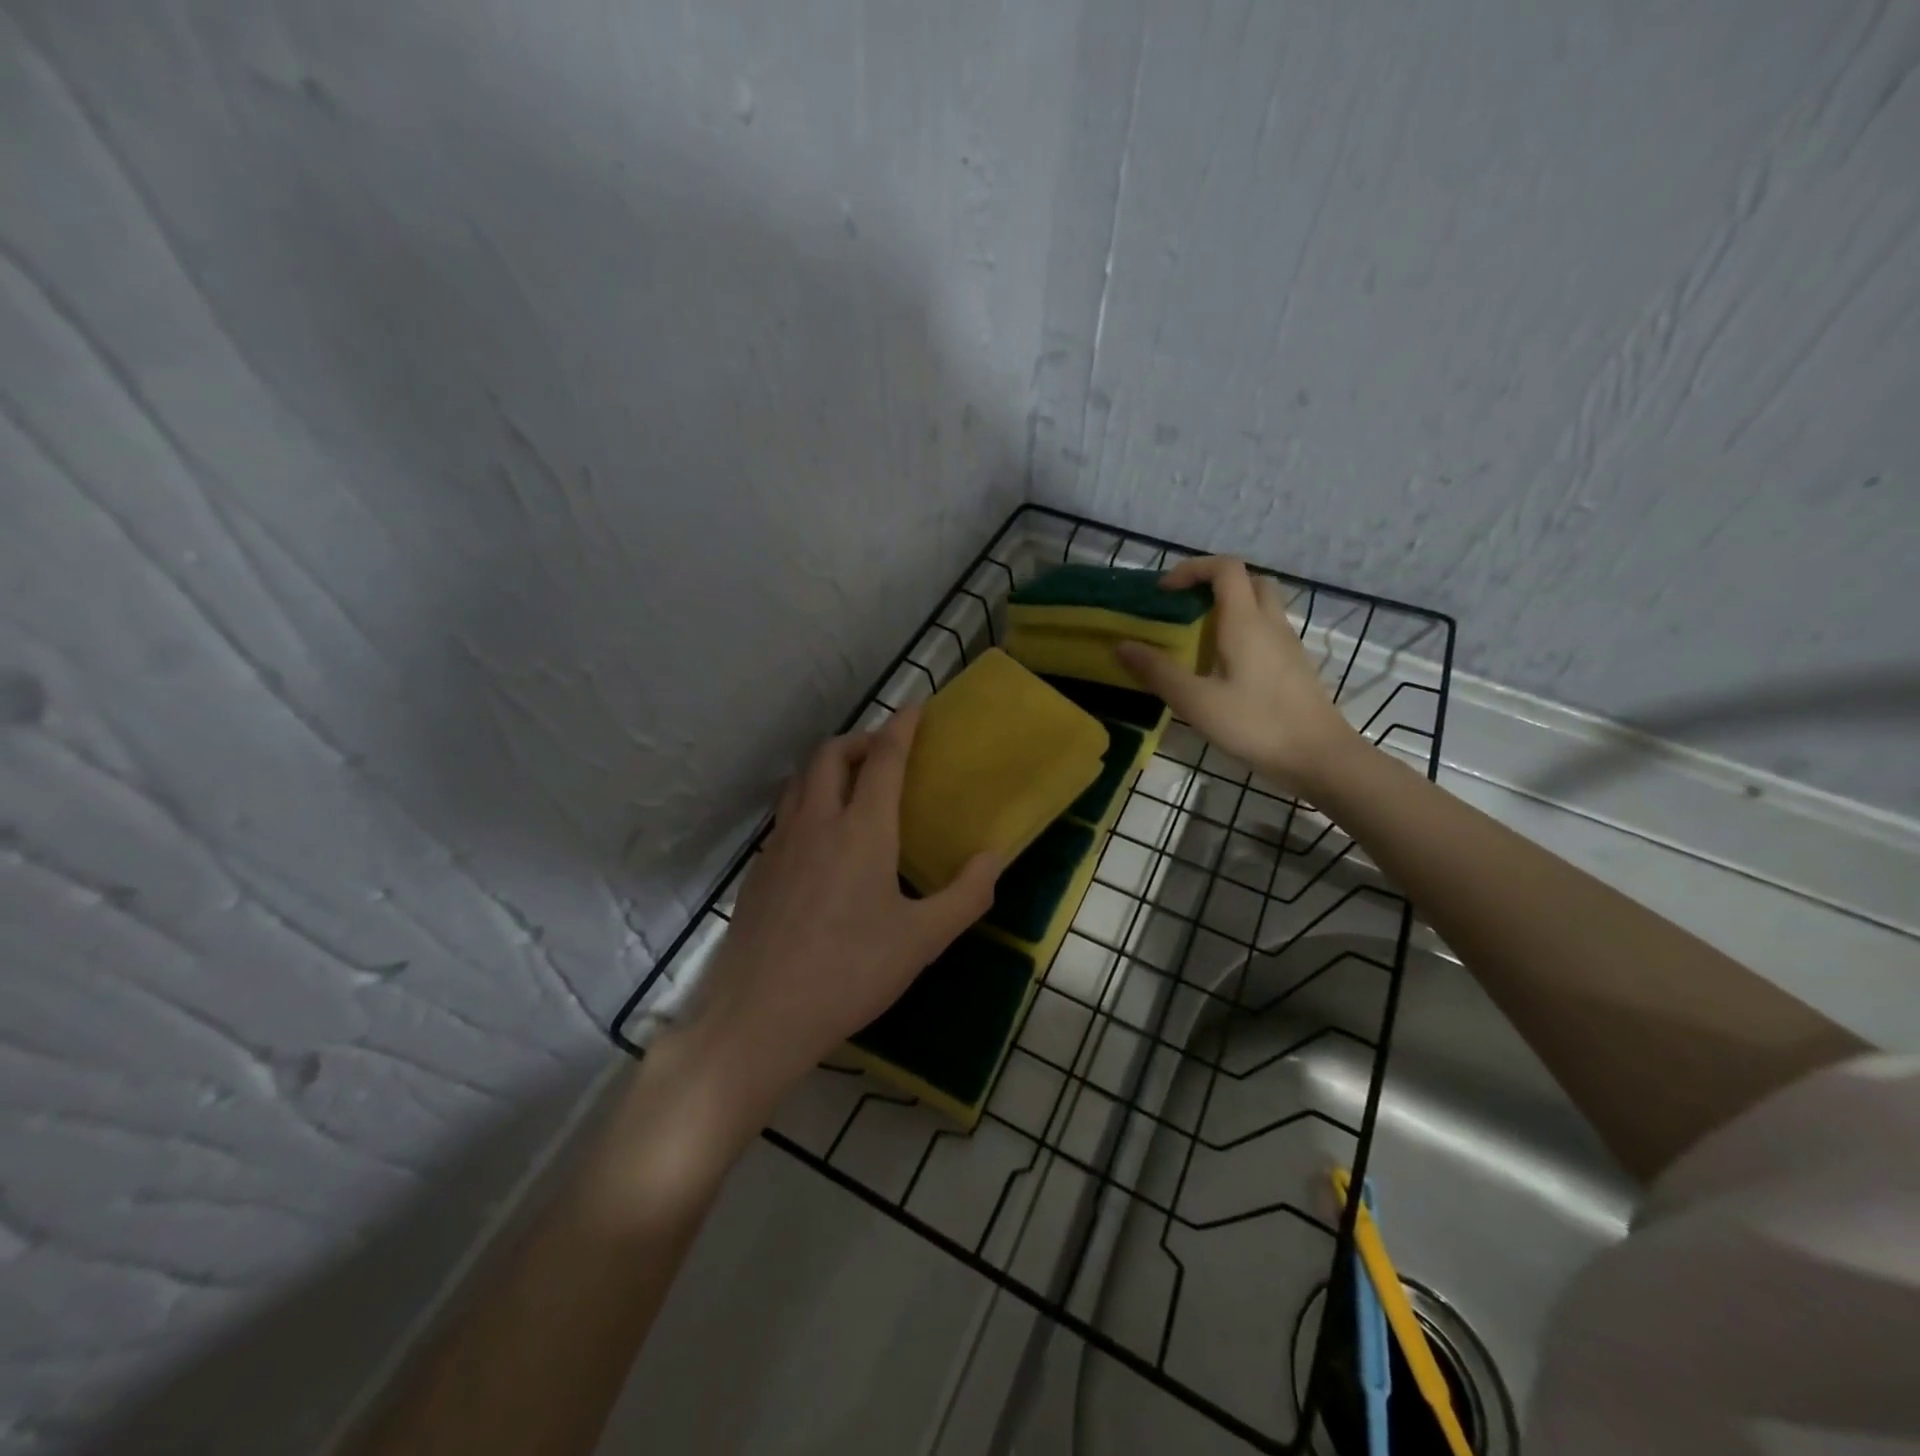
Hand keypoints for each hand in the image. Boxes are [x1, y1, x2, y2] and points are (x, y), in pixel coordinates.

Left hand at [684, 704, 1001, 1113]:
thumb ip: (966, 895)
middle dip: (861, 740)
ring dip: (830, 767)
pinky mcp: (758, 870)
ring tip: (854, 787)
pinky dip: (809, 801)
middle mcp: (817, 822)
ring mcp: (779, 844)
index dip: (902, 726)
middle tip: (886, 754)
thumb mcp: (922, 940)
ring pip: (801, 780)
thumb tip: (994, 857)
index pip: (884, 758)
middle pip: (831, 754)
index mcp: (861, 830)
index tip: (916, 708)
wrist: (759, 1017)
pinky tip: (822, 841)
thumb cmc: (850, 974)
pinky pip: (786, 813)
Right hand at [1116, 556, 1360, 794]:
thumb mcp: (1197, 702)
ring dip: (1229, 608)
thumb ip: (1158, 672)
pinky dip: (1241, 632)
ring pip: (1260, 606)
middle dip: (1213, 584)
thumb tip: (1122, 645)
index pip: (1225, 568)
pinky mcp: (1293, 667)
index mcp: (1246, 622)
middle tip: (1184, 609)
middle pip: (1248, 581)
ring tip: (1197, 639)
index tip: (1165, 592)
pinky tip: (1222, 667)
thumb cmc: (1257, 725)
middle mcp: (1270, 624)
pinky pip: (1266, 632)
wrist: (1319, 757)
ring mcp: (1287, 645)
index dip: (1193, 569)